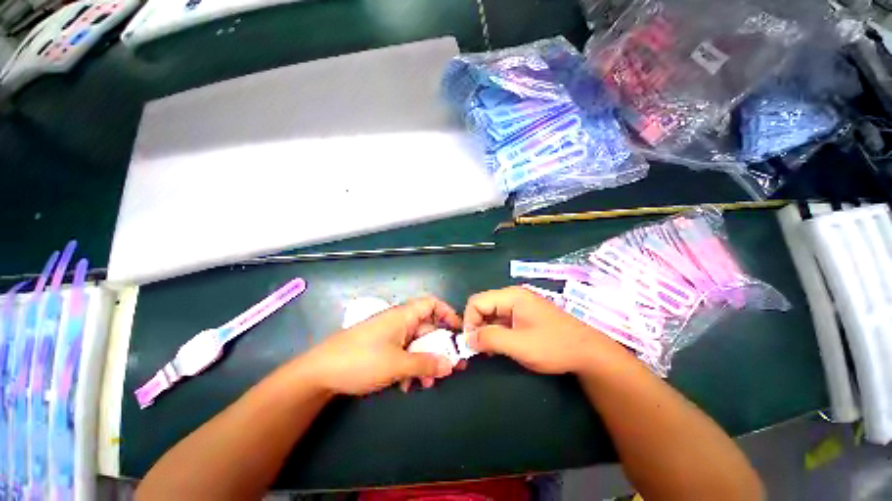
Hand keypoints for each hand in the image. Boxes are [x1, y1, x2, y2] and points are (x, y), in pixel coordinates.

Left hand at [301, 297, 461, 395]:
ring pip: (416, 345)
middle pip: (427, 329)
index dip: (447, 313)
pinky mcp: (382, 349)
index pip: (431, 304)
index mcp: (403, 316)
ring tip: (427, 384)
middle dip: (439, 349)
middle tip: (451, 368)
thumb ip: (426, 363)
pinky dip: (409, 367)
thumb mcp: (397, 364)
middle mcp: (399, 322)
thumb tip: (451, 364)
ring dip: (424, 362)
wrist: (319, 373)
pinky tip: (406, 385)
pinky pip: (403, 354)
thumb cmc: (361, 360)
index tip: (457, 331)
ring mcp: (390, 336)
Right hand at [463, 286, 631, 374]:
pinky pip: (501, 321)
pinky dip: (496, 333)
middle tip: (479, 349)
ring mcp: (519, 306)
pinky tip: (500, 347)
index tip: (471, 343)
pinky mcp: (523, 316)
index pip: (477, 302)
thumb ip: (490, 339)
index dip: (469, 321)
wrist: (588, 353)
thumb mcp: (519, 344)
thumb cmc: (554, 346)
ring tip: (489, 351)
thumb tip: (467, 338)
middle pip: (483, 306)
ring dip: (486, 331)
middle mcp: (512, 297)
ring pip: (491, 314)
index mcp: (511, 296)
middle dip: (476, 326)